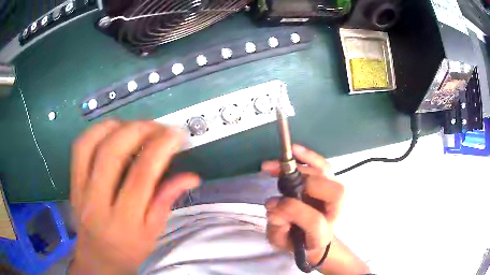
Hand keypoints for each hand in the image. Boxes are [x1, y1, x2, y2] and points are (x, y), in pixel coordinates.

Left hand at [69, 120, 199, 273]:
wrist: (98, 258)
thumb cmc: (129, 249)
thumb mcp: (153, 232)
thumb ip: (166, 200)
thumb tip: (191, 177)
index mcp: (124, 221)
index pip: (141, 176)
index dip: (160, 148)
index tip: (175, 134)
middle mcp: (97, 202)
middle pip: (112, 153)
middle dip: (138, 130)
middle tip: (157, 127)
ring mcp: (80, 189)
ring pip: (90, 144)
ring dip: (116, 126)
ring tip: (135, 126)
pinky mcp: (72, 182)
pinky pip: (79, 147)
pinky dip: (97, 131)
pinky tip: (112, 131)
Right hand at [261, 144, 343, 265]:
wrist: (314, 238)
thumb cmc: (297, 241)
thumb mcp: (282, 242)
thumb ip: (277, 228)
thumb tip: (273, 204)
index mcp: (324, 232)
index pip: (315, 220)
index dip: (294, 211)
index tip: (272, 205)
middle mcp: (336, 211)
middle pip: (330, 192)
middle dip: (301, 183)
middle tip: (274, 178)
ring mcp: (335, 195)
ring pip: (326, 174)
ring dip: (301, 165)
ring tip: (275, 164)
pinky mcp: (330, 183)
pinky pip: (323, 166)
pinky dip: (310, 157)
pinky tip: (295, 150)